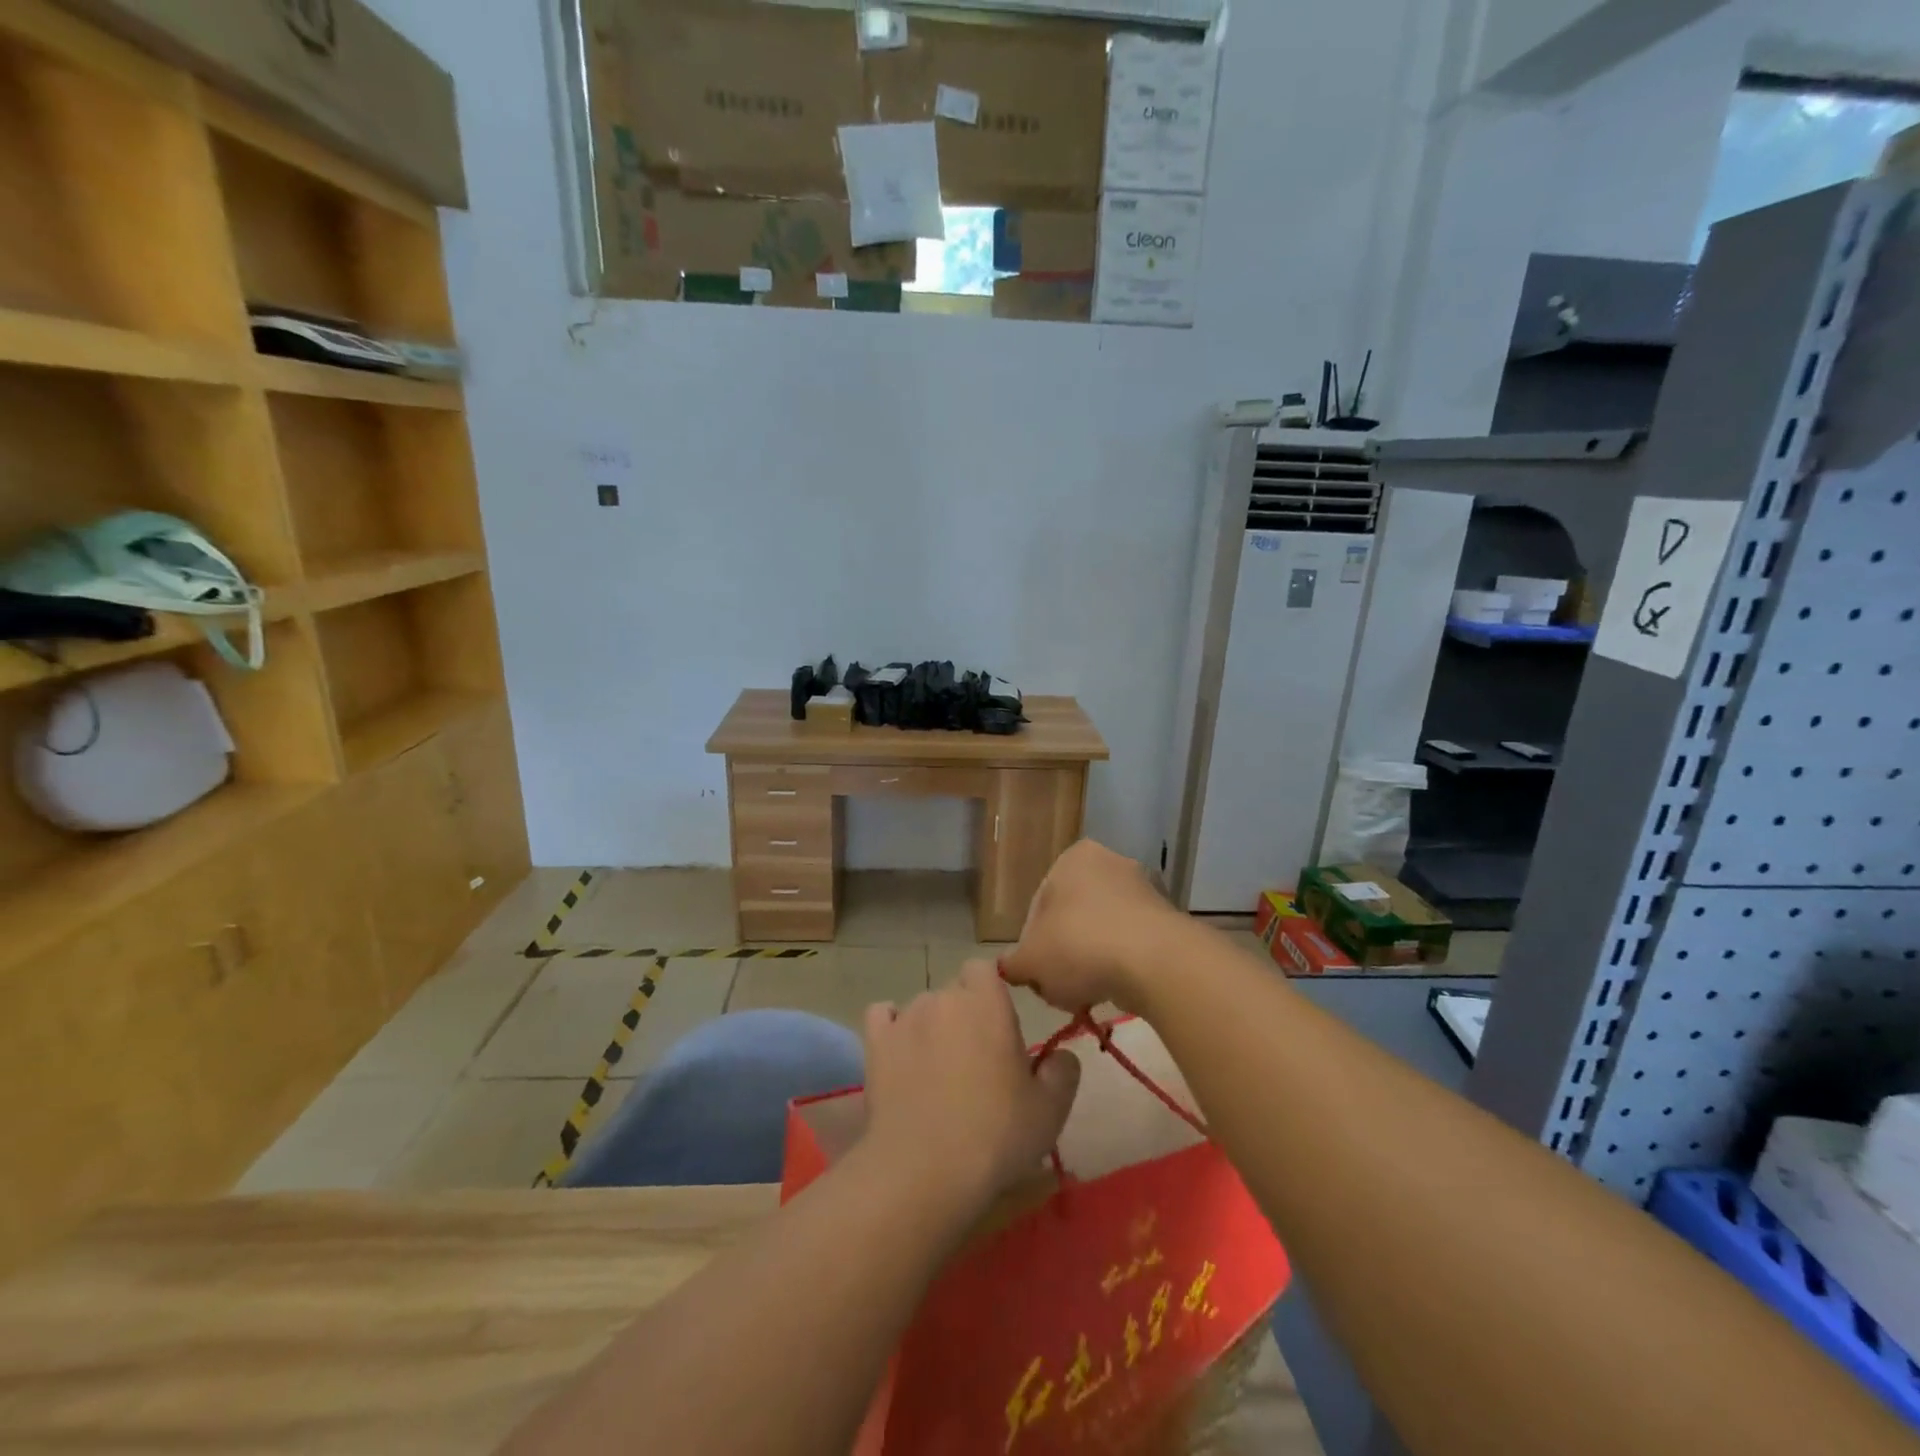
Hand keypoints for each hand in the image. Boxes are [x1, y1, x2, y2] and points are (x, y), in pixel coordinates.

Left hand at [860, 962, 1080, 1213]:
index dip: (990, 991)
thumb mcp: (1050, 1110)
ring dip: (932, 1027)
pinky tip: (900, 1055)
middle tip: (976, 1059)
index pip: (984, 968)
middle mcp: (944, 998)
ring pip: (923, 1008)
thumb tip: (1062, 1055)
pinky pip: (882, 1017)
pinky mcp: (876, 1043)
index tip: (1000, 1024)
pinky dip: (891, 1029)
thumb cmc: (996, 1134)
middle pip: (954, 990)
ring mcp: (905, 1018)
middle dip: (965, 1014)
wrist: (925, 1169)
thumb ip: (1063, 1071)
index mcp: (987, 1002)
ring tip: (937, 1071)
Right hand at [1001, 839, 1188, 1014]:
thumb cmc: (1080, 947)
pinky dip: (1121, 965)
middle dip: (1064, 953)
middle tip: (1058, 987)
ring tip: (1087, 995)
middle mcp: (1110, 862)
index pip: (1039, 905)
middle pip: (1073, 917)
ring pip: (1103, 932)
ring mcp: (1144, 889)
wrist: (1156, 963)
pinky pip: (1132, 944)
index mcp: (1073, 858)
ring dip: (1092, 961)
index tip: (1035, 975)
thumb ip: (1013, 964)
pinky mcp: (1168, 919)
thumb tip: (1009, 968)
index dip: (1031, 945)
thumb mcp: (1030, 961)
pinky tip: (1115, 992)